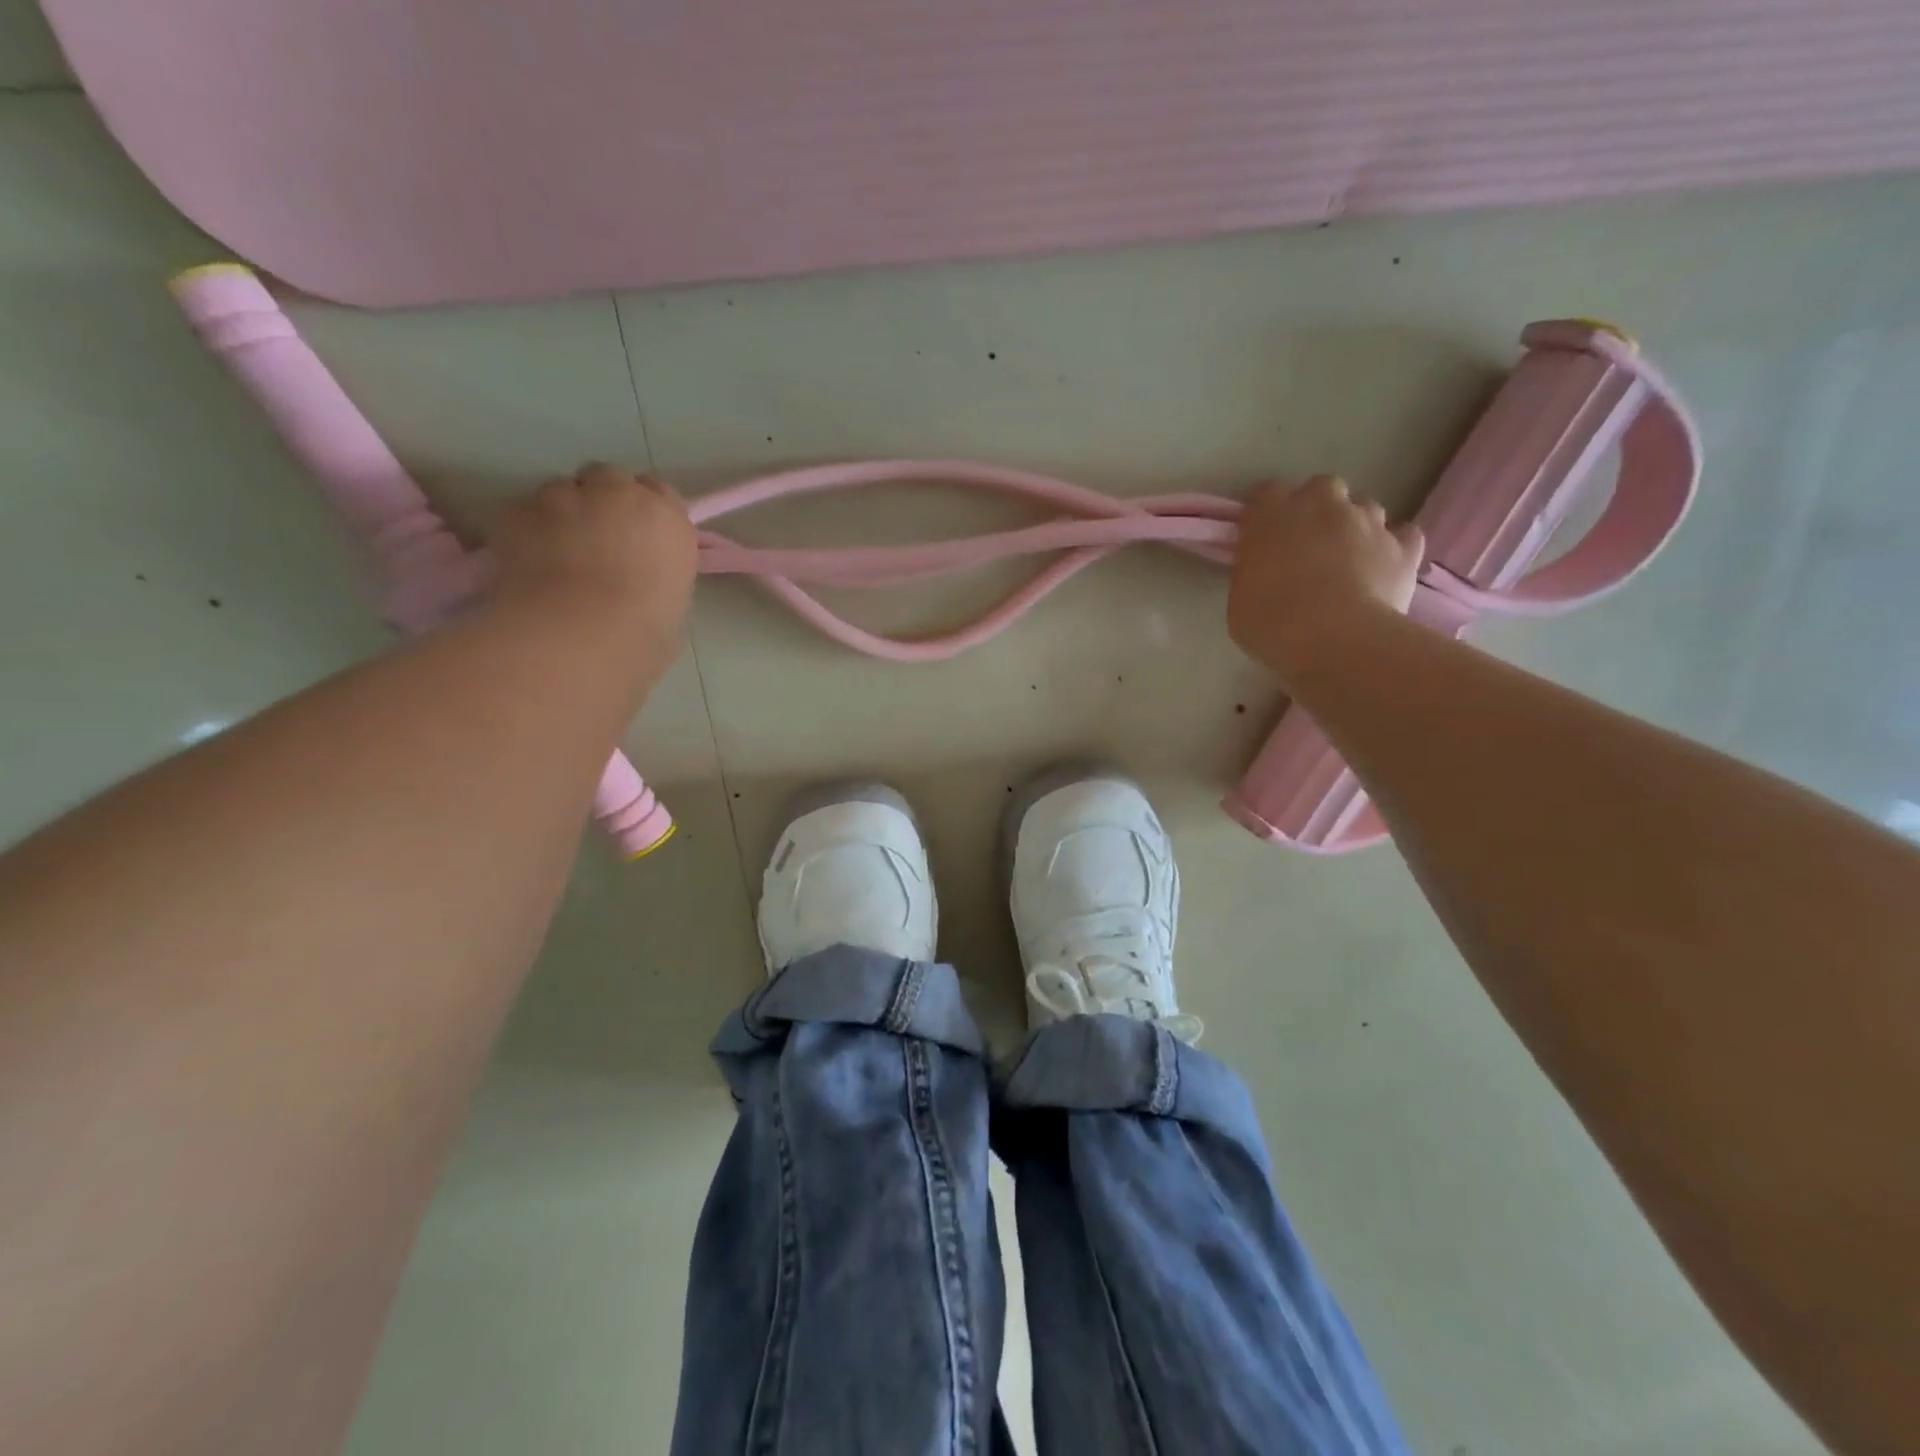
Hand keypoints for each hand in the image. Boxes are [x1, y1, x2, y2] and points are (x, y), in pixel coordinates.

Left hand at [491, 463, 698, 662]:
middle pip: (607, 478)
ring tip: (555, 554)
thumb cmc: (643, 631)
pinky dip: (525, 531)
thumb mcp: (672, 604)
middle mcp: (620, 494)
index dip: (644, 512)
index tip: (638, 536)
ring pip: (560, 492)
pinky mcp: (519, 511)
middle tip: (596, 539)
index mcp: (668, 519)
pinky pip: (523, 513)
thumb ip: (657, 575)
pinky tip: (527, 564)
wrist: (580, 633)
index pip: (659, 493)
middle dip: (601, 500)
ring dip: (561, 514)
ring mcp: (565, 497)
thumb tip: (640, 582)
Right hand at [1227, 476, 1424, 686]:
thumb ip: (1252, 571)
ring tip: (1347, 559)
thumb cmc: (1272, 621)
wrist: (1336, 639)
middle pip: (1320, 488)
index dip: (1263, 512)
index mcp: (1273, 514)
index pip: (1265, 493)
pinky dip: (1394, 546)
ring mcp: (1368, 521)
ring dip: (1354, 525)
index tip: (1259, 534)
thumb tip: (1263, 570)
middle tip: (1306, 544)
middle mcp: (1323, 503)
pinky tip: (1384, 566)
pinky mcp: (1404, 546)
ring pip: (1364, 507)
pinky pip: (1403, 535)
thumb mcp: (1239, 599)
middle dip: (1314, 509)